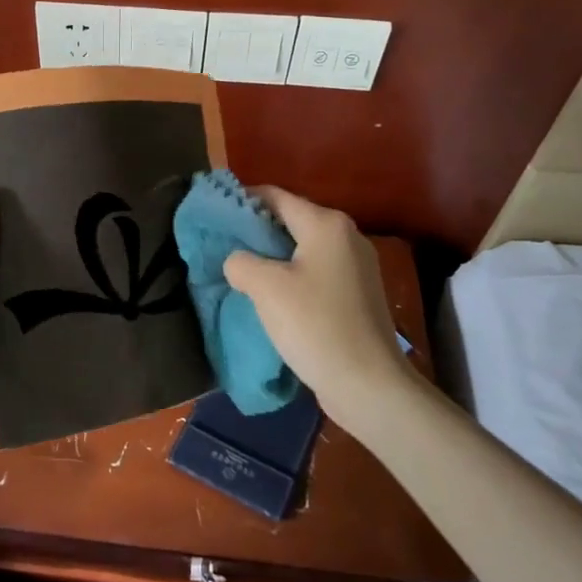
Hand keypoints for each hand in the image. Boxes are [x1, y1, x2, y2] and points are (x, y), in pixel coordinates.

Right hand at [222, 186, 412, 445]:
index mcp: (326, 224)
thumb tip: (238, 261)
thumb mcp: (265, 287)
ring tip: (241, 274)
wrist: (368, 384)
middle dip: (255, 232)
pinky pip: (315, 273)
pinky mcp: (358, 295)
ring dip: (272, 258)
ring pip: (302, 249)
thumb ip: (240, 261)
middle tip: (222, 248)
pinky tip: (271, 298)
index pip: (275, 196)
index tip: (214, 215)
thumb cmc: (315, 325)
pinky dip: (291, 277)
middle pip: (290, 221)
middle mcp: (346, 236)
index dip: (242, 201)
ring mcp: (357, 266)